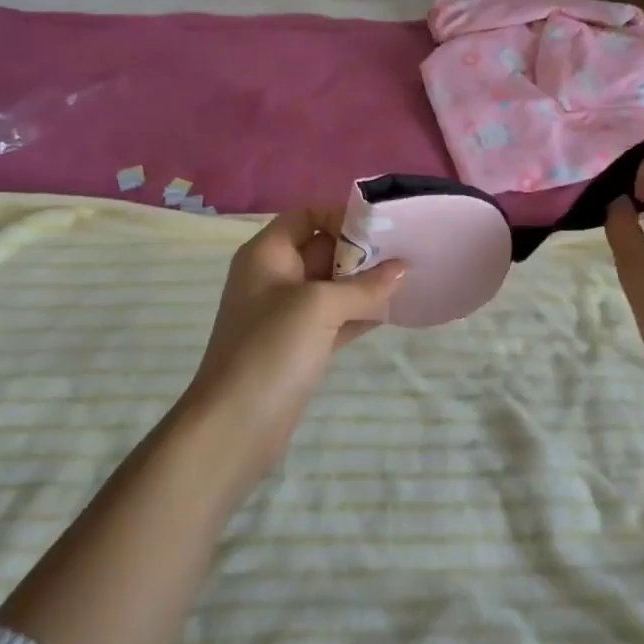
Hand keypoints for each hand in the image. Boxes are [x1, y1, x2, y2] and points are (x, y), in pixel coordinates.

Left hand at [181, 208, 404, 481]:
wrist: (235, 427)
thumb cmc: (270, 349)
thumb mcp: (319, 307)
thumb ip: (364, 286)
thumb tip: (403, 269)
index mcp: (268, 254)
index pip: (306, 216)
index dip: (340, 216)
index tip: (379, 227)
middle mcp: (276, 277)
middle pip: (324, 248)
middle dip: (362, 250)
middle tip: (406, 251)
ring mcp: (289, 314)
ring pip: (334, 286)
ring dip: (367, 283)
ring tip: (409, 278)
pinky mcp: (302, 345)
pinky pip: (338, 317)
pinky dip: (362, 312)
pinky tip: (395, 310)